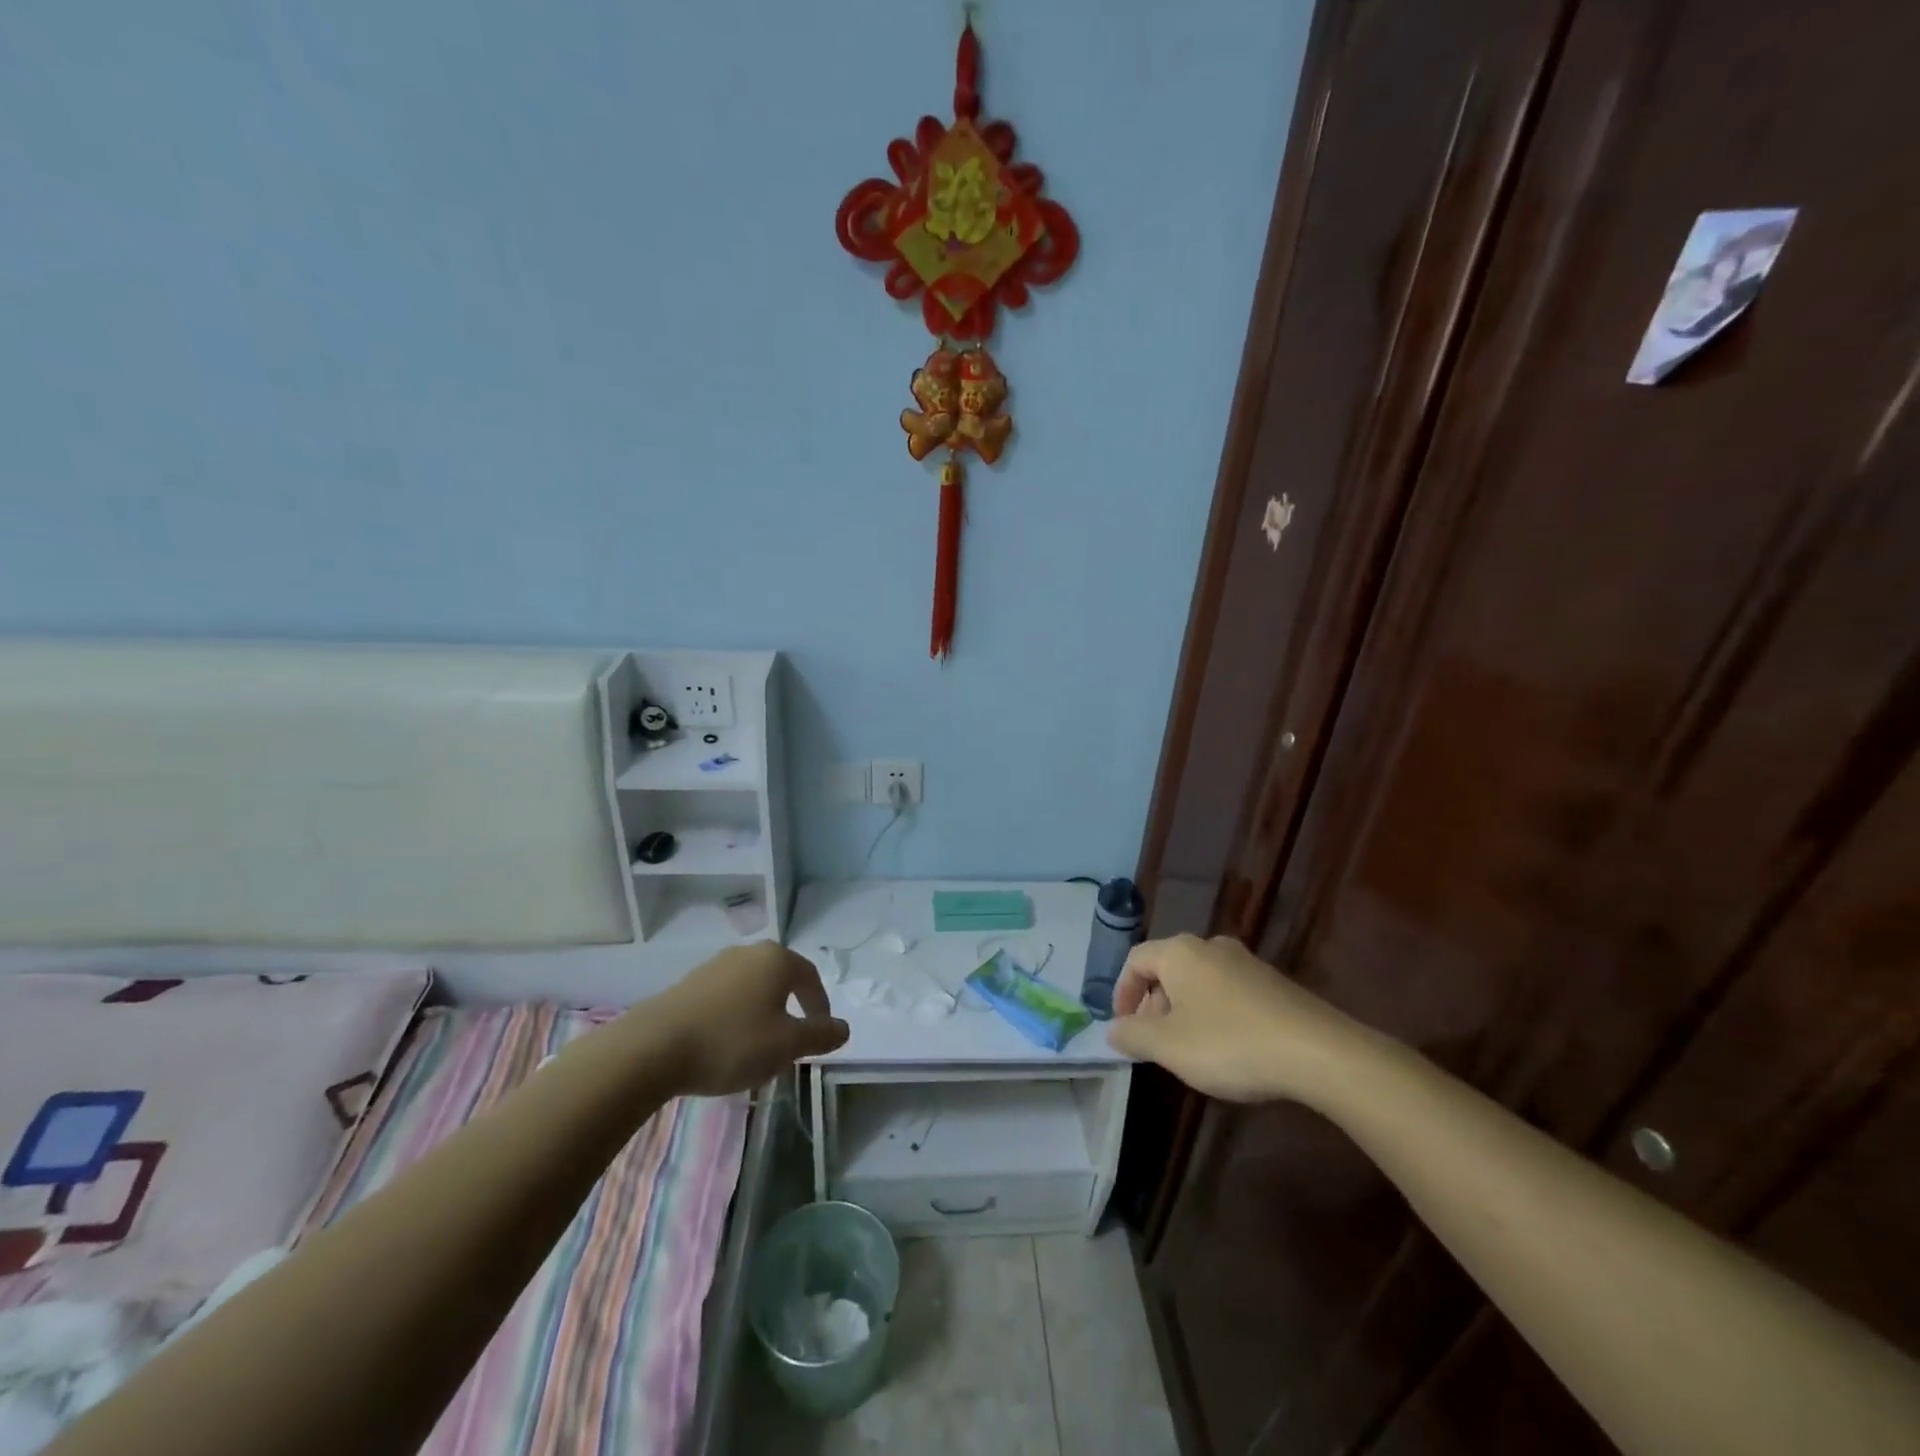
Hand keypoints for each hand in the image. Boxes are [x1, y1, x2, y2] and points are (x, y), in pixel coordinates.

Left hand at [652, 942, 849, 1095]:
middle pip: (781, 979)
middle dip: (791, 1009)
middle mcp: (747, 952)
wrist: (652, 1049)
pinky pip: (725, 997)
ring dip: (762, 1014)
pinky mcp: (688, 984)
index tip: (820, 1035)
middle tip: (792, 1042)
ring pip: (752, 988)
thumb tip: (844, 1027)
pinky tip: (725, 1045)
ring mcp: (714, 966)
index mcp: (776, 959)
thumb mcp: (786, 1045)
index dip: (820, 1006)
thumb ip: (820, 1034)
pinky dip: (734, 1017)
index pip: (811, 978)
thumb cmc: (731, 1042)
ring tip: (758, 1048)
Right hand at [1105, 934, 1372, 1102]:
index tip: (1123, 1027)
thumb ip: (1133, 1035)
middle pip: (1168, 969)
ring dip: (1184, 1011)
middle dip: (1154, 1005)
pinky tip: (1228, 1048)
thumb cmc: (1230, 1043)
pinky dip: (1215, 1014)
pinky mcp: (1273, 983)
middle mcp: (1211, 946)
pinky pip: (1228, 991)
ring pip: (1199, 981)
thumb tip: (1113, 1029)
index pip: (1135, 960)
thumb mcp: (1169, 1046)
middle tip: (1155, 1043)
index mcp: (1180, 952)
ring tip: (1189, 1050)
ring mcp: (1246, 962)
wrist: (1319, 1053)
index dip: (1122, 993)